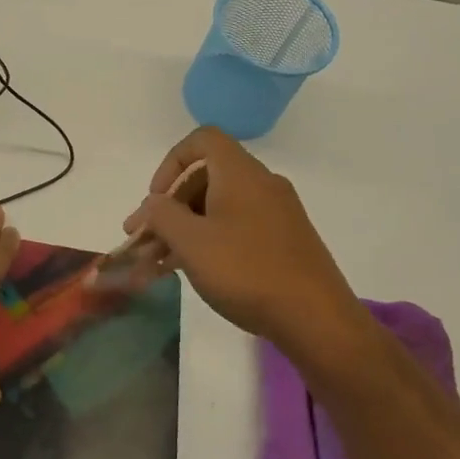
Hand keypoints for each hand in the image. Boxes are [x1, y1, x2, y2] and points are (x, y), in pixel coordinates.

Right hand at [122, 128, 374, 356]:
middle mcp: (261, 184)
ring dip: (183, 228)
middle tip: (143, 238)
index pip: (202, 140)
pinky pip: (235, 227)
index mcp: (240, 173)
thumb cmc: (246, 271)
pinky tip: (187, 270)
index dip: (171, 163)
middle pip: (205, 177)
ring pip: (218, 207)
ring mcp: (276, 213)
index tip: (156, 199)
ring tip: (156, 263)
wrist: (315, 318)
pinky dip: (207, 241)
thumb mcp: (191, 242)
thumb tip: (155, 203)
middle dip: (169, 206)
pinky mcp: (284, 241)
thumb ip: (162, 215)